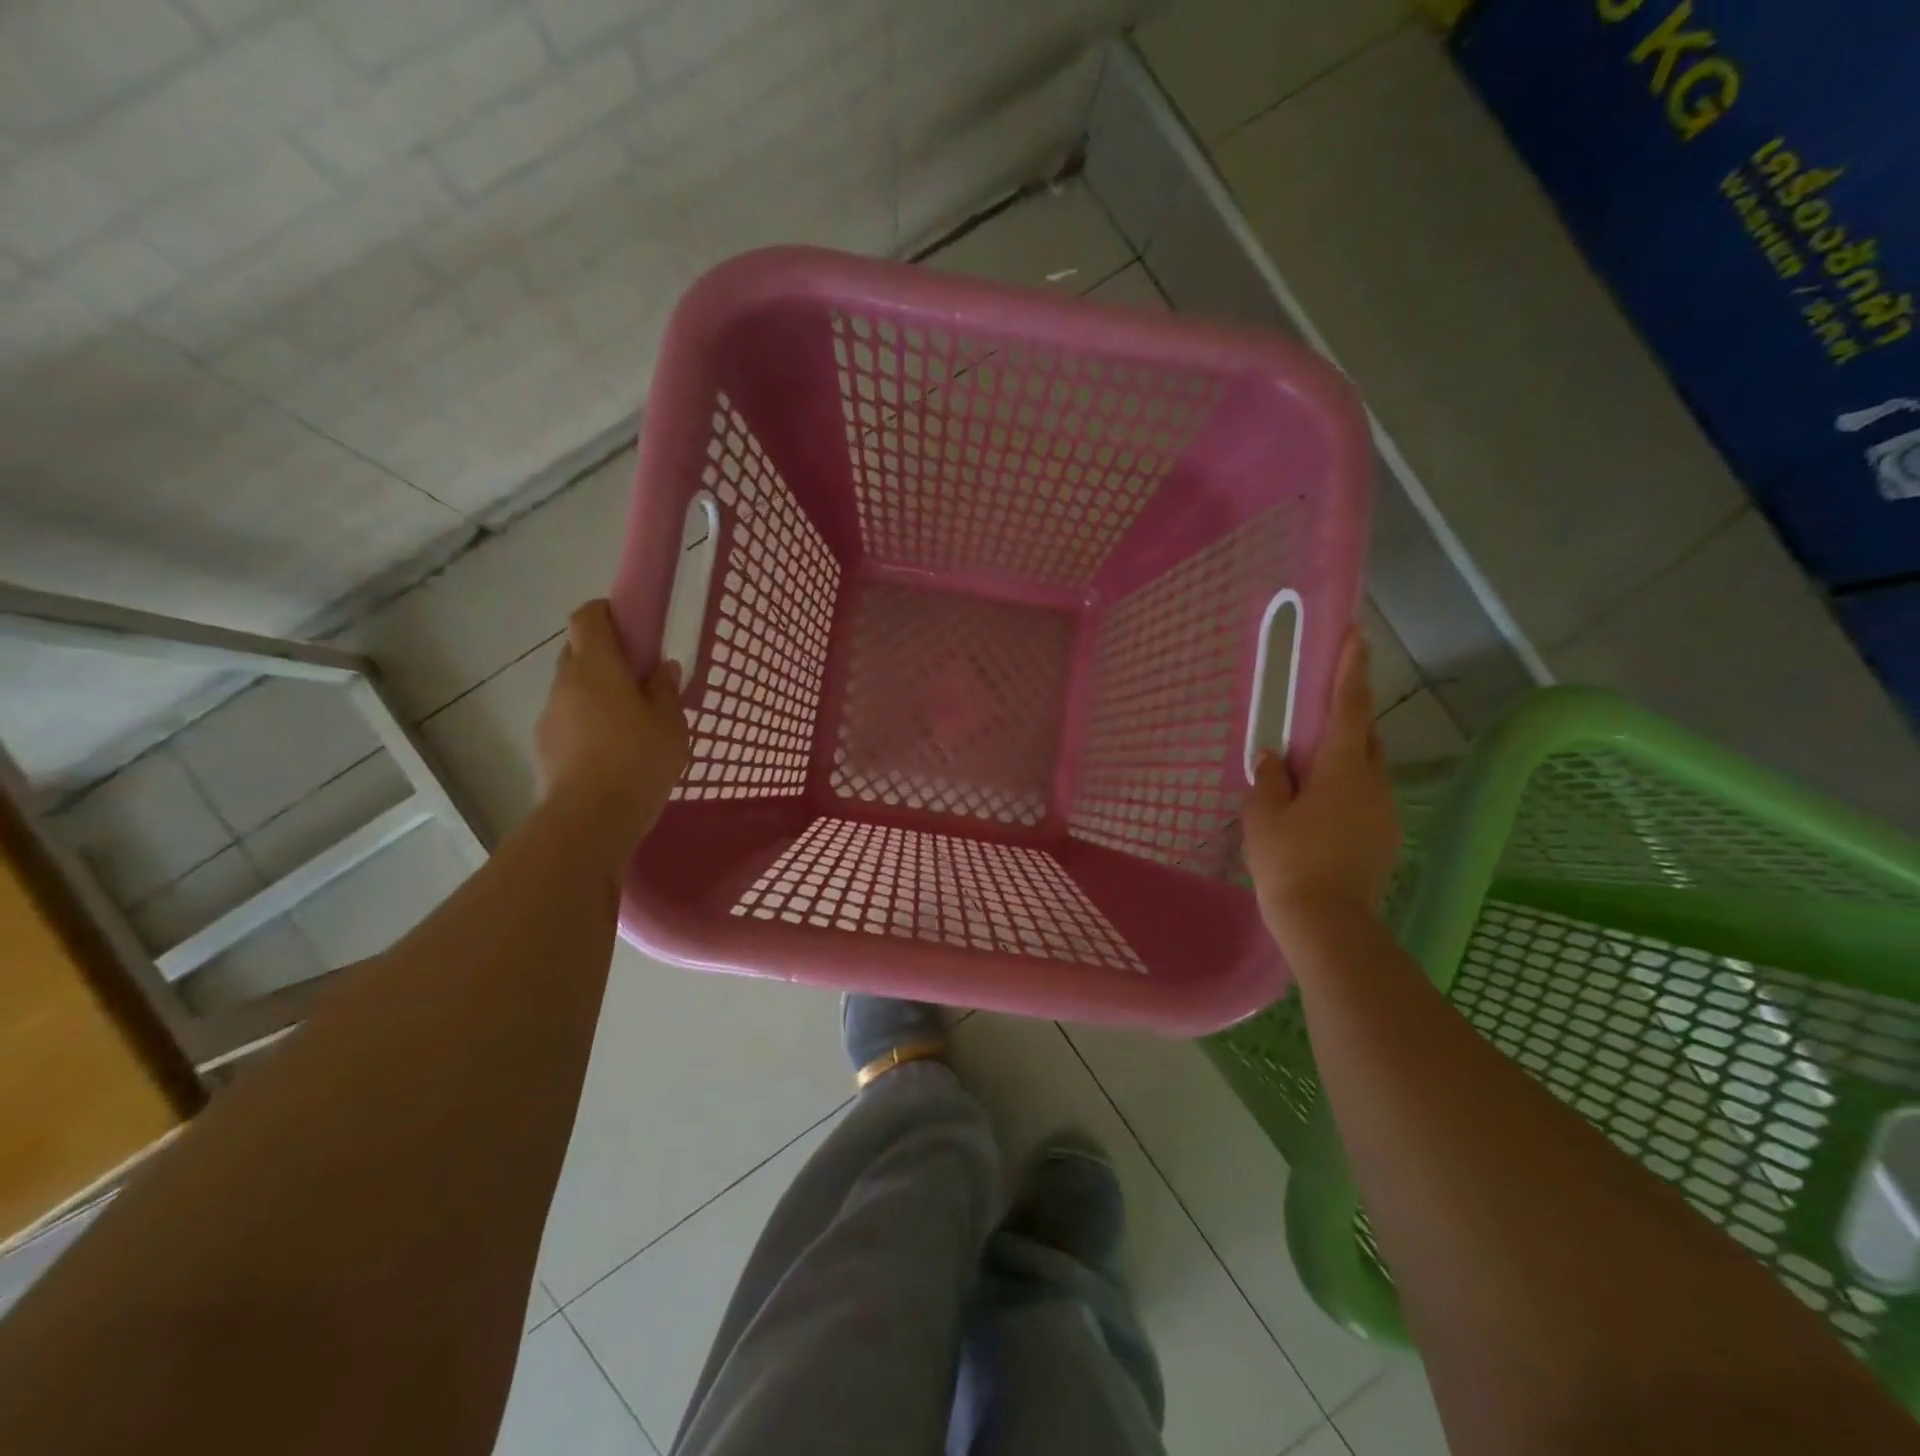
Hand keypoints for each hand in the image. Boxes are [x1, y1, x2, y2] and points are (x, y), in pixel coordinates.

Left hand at [535, 600, 688, 860]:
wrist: (591, 819)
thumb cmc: (639, 760)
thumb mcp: (671, 724)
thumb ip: (666, 691)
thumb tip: (663, 668)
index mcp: (596, 667)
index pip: (588, 618)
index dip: (606, 613)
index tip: (632, 627)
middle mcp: (565, 683)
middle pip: (578, 652)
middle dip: (606, 658)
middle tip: (640, 680)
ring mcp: (550, 716)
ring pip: (573, 690)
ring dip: (597, 695)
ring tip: (630, 724)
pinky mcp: (545, 747)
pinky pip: (569, 721)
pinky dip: (588, 724)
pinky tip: (613, 753)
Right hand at [1242, 629, 1401, 937]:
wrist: (1328, 924)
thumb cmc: (1289, 862)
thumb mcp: (1263, 816)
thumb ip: (1269, 780)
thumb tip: (1274, 757)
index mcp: (1342, 769)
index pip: (1349, 707)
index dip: (1351, 670)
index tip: (1357, 635)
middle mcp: (1372, 782)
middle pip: (1364, 734)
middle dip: (1348, 713)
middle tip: (1322, 705)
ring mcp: (1384, 812)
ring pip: (1366, 768)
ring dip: (1343, 756)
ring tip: (1309, 768)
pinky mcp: (1384, 838)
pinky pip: (1365, 797)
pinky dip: (1345, 788)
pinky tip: (1318, 808)